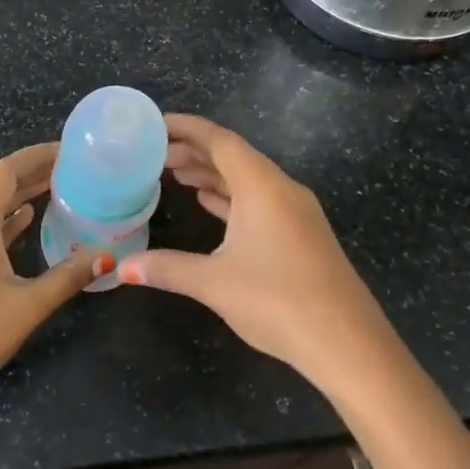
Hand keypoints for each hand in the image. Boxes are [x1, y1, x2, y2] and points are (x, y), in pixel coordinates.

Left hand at [0, 143, 107, 414]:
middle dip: (30, 172)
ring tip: (56, 188)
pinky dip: (4, 218)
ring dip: (17, 195)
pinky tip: (26, 220)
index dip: (35, 156)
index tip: (67, 151)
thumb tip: (106, 256)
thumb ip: (68, 276)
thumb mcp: (28, 305)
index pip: (5, 172)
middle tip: (70, 168)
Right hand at [118, 114, 397, 386]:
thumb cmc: (278, 301)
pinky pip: (258, 200)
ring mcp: (295, 213)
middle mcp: (281, 190)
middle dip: (193, 150)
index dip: (185, 127)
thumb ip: (166, 268)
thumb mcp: (214, 283)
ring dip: (211, 173)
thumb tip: (121, 269)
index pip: (219, 140)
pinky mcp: (300, 235)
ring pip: (247, 179)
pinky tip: (209, 203)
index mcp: (263, 187)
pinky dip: (229, 196)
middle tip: (153, 154)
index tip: (152, 123)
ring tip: (173, 174)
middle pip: (233, 156)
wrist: (348, 345)